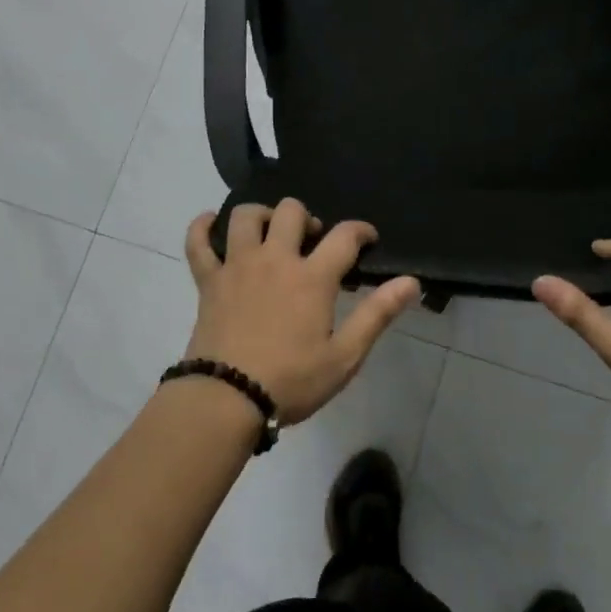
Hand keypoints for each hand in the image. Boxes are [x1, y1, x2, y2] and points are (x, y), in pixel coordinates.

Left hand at [183, 199, 421, 424]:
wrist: (226, 400)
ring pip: (246, 216)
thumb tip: (411, 282)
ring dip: (262, 215)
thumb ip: (378, 314)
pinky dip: (202, 228)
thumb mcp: (345, 355)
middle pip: (292, 212)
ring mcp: (237, 266)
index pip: (344, 236)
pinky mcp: (208, 281)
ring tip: (271, 233)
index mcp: (312, 277)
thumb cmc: (291, 381)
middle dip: (308, 218)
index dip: (361, 231)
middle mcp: (275, 260)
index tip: (367, 239)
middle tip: (313, 242)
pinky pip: (198, 242)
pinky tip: (210, 223)